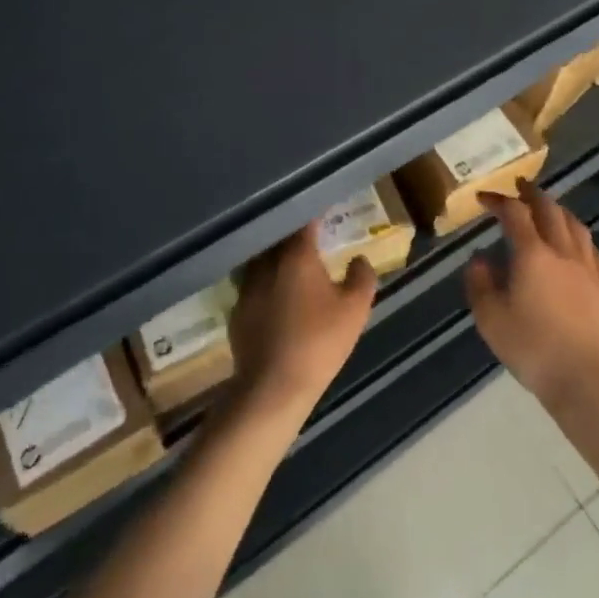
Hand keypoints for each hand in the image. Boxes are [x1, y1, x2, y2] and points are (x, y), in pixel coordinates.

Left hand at [230, 223, 376, 418]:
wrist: (273, 388)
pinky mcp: (236, 311)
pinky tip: (275, 299)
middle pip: (279, 237)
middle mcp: (267, 262)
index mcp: (297, 254)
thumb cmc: (319, 342)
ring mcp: (247, 286)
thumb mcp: (355, 310)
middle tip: (310, 237)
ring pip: (262, 260)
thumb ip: (361, 278)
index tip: (324, 209)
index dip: (315, 213)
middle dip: (293, 234)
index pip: (305, 220)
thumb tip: (359, 259)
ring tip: (291, 265)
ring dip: (276, 258)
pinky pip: (253, 286)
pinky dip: (265, 285)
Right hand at [466, 180, 598, 415]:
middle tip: (519, 187)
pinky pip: (593, 251)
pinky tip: (577, 245)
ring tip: (548, 208)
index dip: (498, 200)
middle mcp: (562, 252)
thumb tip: (479, 259)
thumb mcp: (490, 319)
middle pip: (550, 209)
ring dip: (558, 210)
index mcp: (532, 254)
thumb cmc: (533, 348)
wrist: (587, 382)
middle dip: (532, 194)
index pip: (514, 213)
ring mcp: (588, 269)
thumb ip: (479, 283)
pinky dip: (580, 237)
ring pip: (576, 225)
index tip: (484, 198)